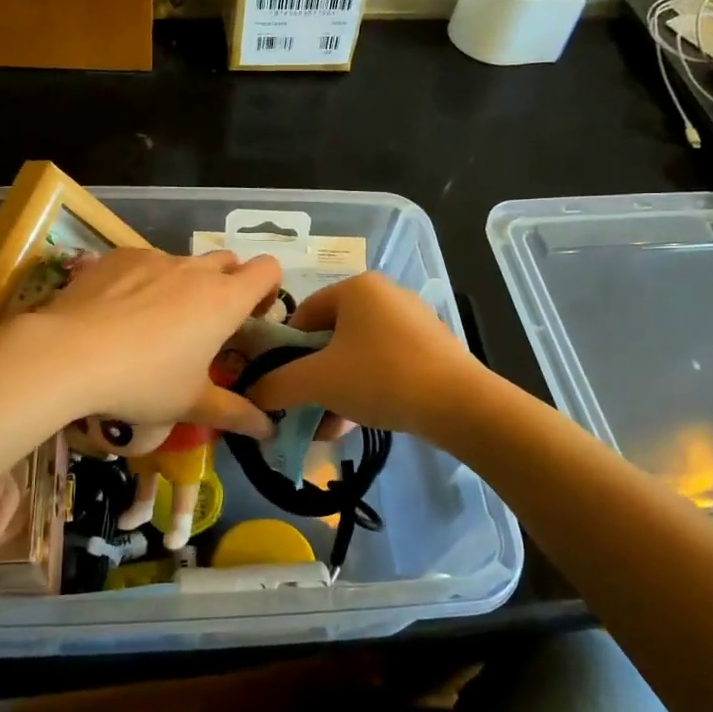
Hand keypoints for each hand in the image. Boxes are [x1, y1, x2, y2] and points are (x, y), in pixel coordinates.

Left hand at [23, 248, 282, 437]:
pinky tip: (119, 312)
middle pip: (229, 261)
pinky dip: (144, 280)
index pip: (269, 270)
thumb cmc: (143, 382)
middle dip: (228, 285)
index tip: (252, 318)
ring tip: (155, 323)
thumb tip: (268, 430)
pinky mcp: (119, 256)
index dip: (268, 289)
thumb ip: (234, 413)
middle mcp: (196, 270)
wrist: (68, 353)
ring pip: (184, 263)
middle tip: (208, 325)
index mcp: (225, 300)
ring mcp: (155, 257)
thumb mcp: (190, 404)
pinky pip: (145, 262)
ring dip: (184, 284)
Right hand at [244, 272, 482, 437]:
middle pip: (330, 336)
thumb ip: (277, 385)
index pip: (303, 314)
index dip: (285, 351)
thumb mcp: (318, 381)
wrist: (459, 405)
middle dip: (313, 376)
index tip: (282, 384)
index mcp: (356, 286)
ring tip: (329, 424)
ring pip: (357, 354)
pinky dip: (366, 388)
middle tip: (305, 407)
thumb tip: (252, 394)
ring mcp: (411, 320)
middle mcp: (384, 294)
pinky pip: (384, 363)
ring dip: (337, 388)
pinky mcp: (431, 346)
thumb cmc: (380, 377)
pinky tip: (358, 421)